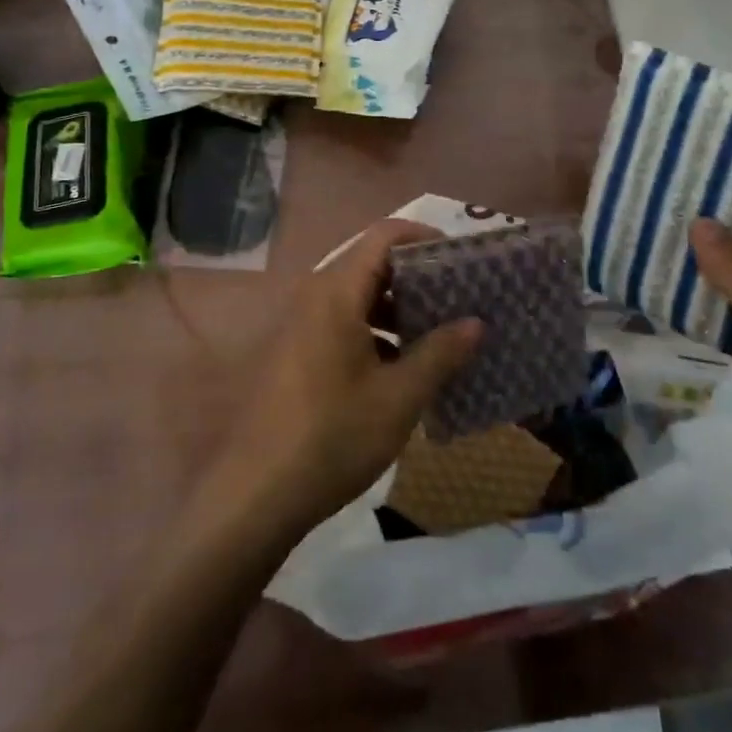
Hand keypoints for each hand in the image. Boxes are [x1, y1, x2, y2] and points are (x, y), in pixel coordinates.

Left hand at [212, 219, 481, 540]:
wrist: (256, 495)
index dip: (425, 237)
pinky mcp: (296, 353)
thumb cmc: (333, 436)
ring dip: (399, 309)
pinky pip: (343, 323)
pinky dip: (376, 332)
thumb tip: (476, 322)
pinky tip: (404, 367)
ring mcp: (301, 325)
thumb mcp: (399, 397)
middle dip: (418, 277)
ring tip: (441, 334)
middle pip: (372, 264)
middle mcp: (314, 297)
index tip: (461, 259)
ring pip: (358, 297)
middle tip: (461, 298)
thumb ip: (440, 353)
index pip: (384, 236)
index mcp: (336, 292)